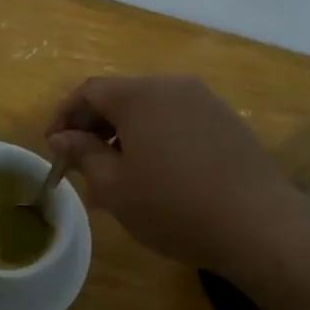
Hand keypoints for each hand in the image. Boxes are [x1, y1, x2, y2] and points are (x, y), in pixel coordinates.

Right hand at [47, 75, 309, 270]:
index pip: (88, 91)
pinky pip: (176, 119)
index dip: (63, 116)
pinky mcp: (226, 120)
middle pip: (120, 95)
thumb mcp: (114, 187)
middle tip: (80, 162)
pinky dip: (154, 136)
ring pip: (149, 108)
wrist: (256, 223)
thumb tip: (60, 138)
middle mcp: (172, 86)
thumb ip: (83, 154)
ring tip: (116, 172)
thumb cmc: (172, 205)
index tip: (53, 147)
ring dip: (124, 133)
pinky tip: (155, 172)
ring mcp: (204, 100)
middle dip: (93, 126)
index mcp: (139, 95)